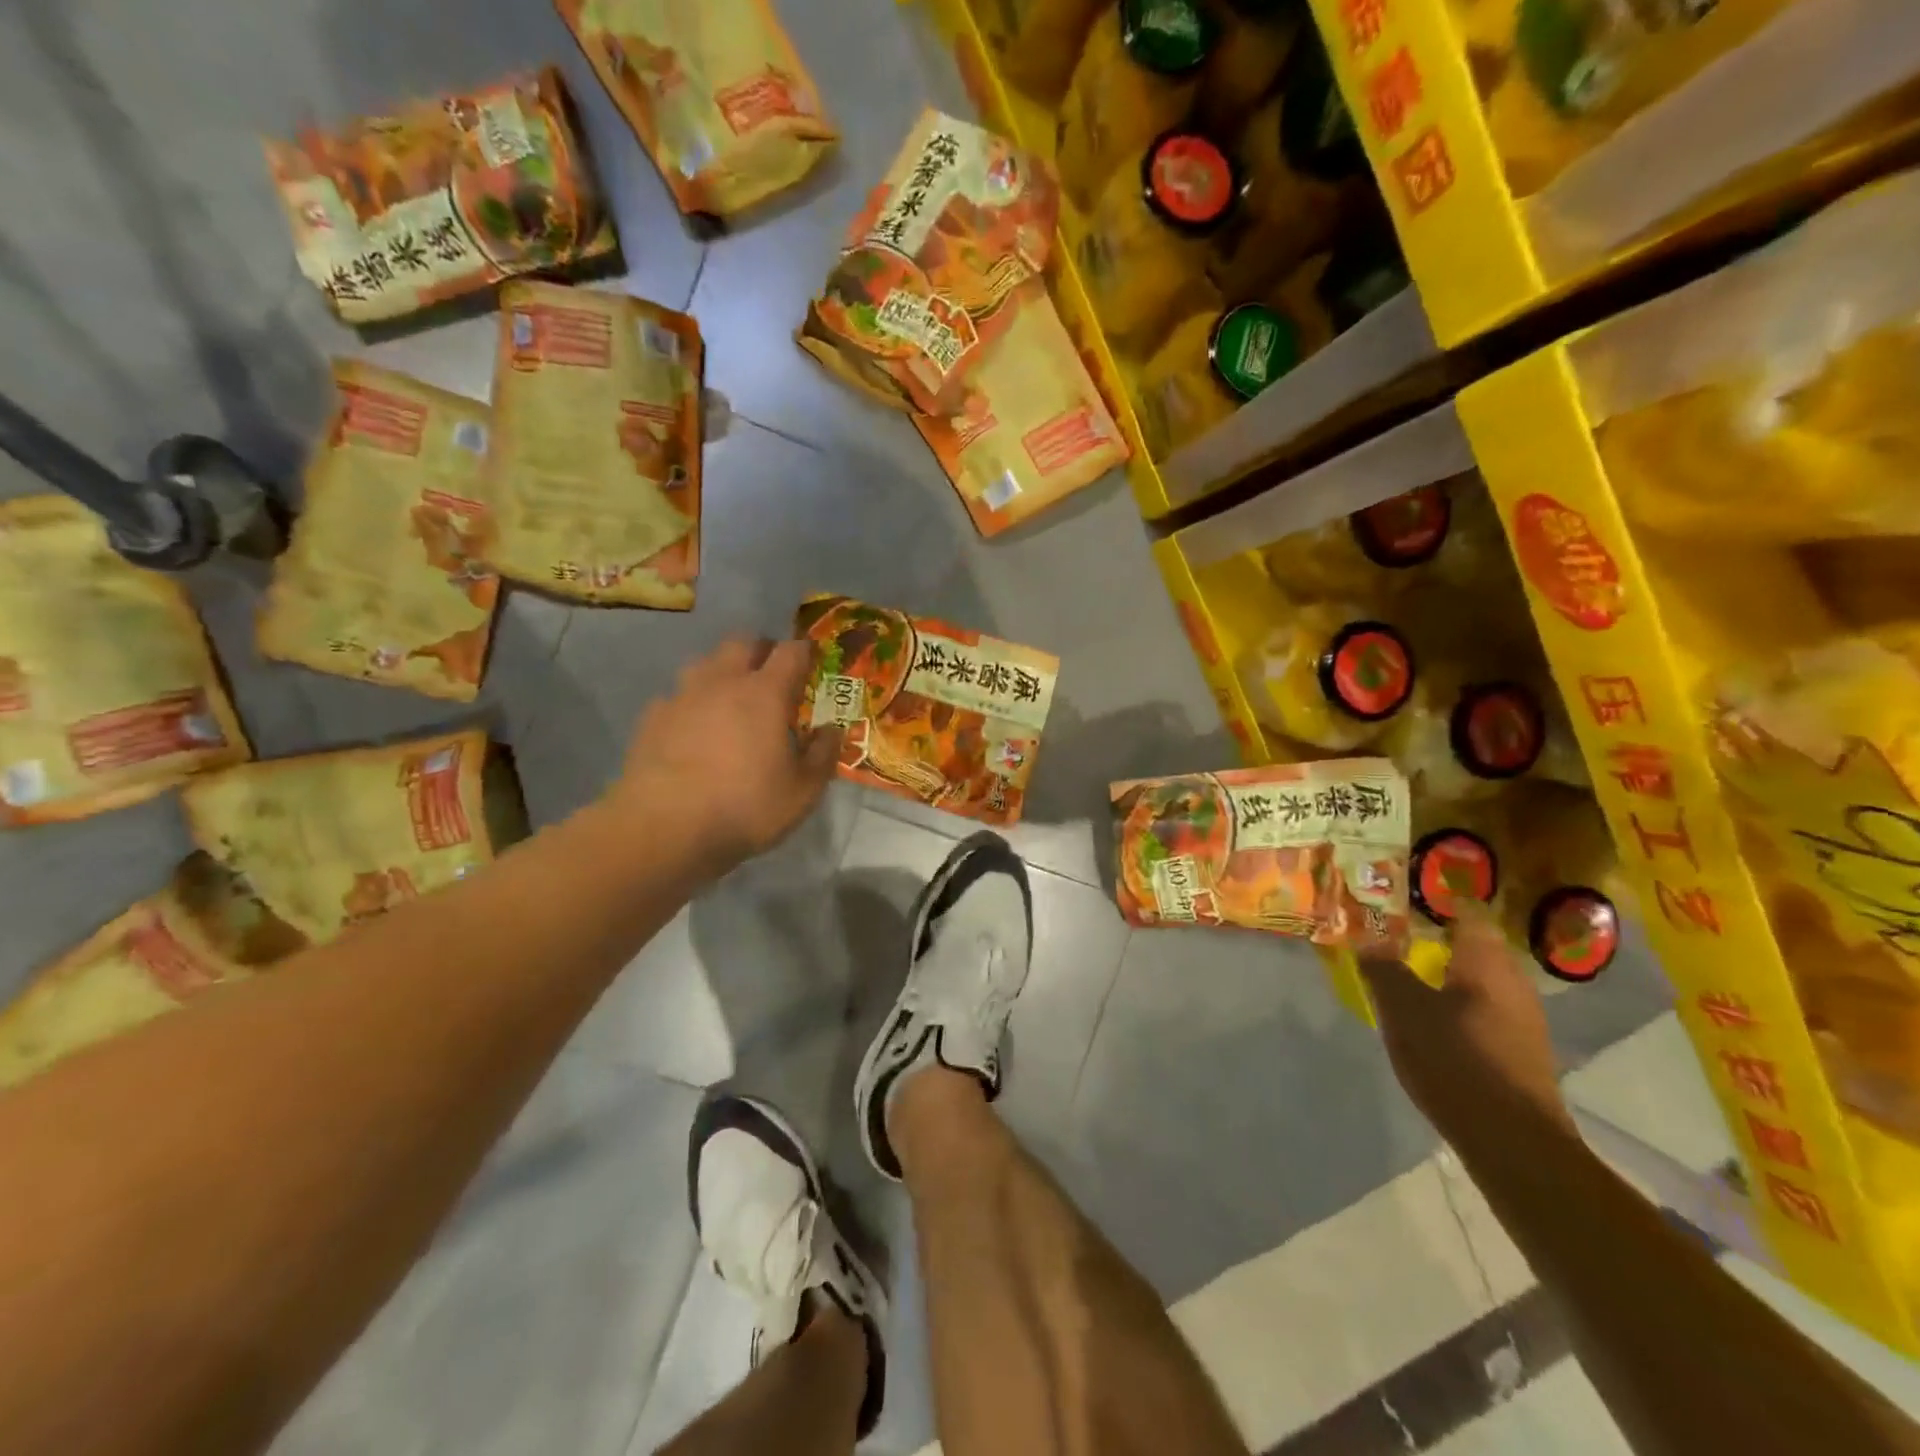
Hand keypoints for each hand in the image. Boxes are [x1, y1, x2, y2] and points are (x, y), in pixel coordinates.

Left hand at [609, 637, 841, 874]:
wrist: (664, 827)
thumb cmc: (745, 807)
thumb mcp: (802, 791)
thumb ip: (822, 755)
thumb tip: (831, 730)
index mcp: (765, 693)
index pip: (791, 652)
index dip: (805, 651)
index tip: (813, 661)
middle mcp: (722, 682)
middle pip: (743, 643)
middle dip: (761, 651)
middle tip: (773, 676)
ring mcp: (682, 696)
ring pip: (705, 663)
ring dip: (723, 672)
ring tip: (731, 700)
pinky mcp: (652, 717)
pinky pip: (677, 696)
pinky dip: (692, 703)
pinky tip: (693, 729)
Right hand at [1361, 912, 1573, 1144]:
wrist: (1512, 1141)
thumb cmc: (1454, 1059)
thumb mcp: (1402, 1008)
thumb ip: (1384, 968)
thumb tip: (1370, 937)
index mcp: (1486, 961)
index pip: (1467, 910)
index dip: (1437, 899)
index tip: (1404, 897)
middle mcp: (1513, 980)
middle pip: (1475, 944)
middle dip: (1437, 937)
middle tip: (1396, 935)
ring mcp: (1523, 1017)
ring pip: (1480, 978)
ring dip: (1447, 972)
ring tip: (1408, 975)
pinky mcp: (1521, 1048)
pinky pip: (1485, 1007)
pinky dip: (1458, 1001)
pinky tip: (1434, 1017)